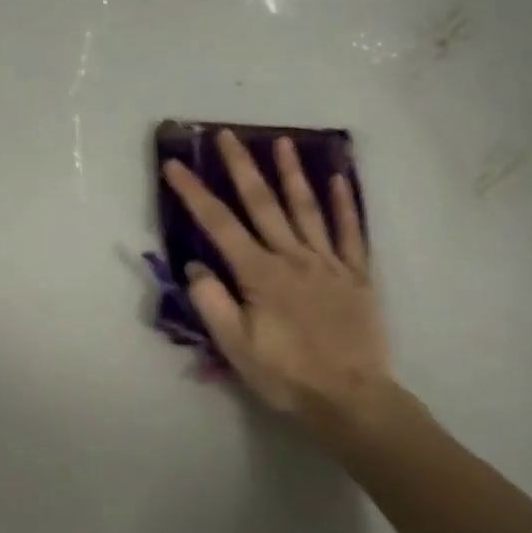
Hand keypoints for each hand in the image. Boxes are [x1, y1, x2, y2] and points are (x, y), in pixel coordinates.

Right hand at [163, 131, 392, 423]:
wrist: (351, 397)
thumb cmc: (287, 375)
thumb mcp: (236, 348)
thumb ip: (213, 304)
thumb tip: (195, 267)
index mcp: (260, 274)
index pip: (219, 225)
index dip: (194, 193)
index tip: (176, 165)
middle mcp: (293, 257)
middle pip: (263, 204)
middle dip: (242, 167)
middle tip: (227, 135)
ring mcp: (328, 262)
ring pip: (307, 208)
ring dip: (293, 173)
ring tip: (283, 141)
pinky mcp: (356, 274)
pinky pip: (351, 232)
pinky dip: (346, 204)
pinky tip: (340, 178)